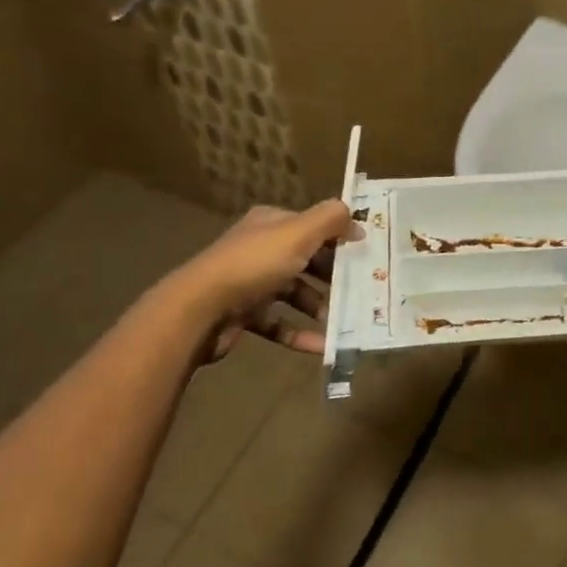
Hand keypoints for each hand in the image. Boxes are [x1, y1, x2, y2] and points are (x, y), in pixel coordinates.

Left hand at [175, 200, 359, 361]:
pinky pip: (280, 323)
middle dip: (333, 276)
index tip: (367, 254)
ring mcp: (250, 283)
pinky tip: (323, 346)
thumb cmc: (254, 264)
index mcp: (271, 224)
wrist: (199, 309)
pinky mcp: (244, 315)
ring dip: (320, 307)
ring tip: (344, 321)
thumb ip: (330, 220)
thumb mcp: (298, 233)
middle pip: (306, 260)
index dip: (339, 237)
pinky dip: (301, 333)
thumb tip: (357, 221)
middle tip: (362, 290)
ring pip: (295, 293)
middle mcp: (260, 249)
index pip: (311, 226)